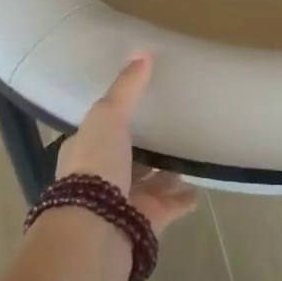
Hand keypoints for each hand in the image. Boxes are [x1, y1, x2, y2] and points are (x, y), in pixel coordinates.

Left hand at [56, 53, 197, 235]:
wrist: (96, 228)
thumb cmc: (95, 164)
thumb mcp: (108, 115)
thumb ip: (126, 87)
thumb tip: (143, 52)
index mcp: (84, 151)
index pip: (100, 132)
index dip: (115, 120)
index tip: (135, 109)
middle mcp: (100, 178)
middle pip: (126, 159)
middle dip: (143, 150)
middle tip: (167, 132)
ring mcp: (123, 202)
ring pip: (148, 184)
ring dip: (165, 175)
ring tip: (188, 160)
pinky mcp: (145, 222)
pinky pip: (169, 207)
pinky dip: (182, 200)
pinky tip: (198, 190)